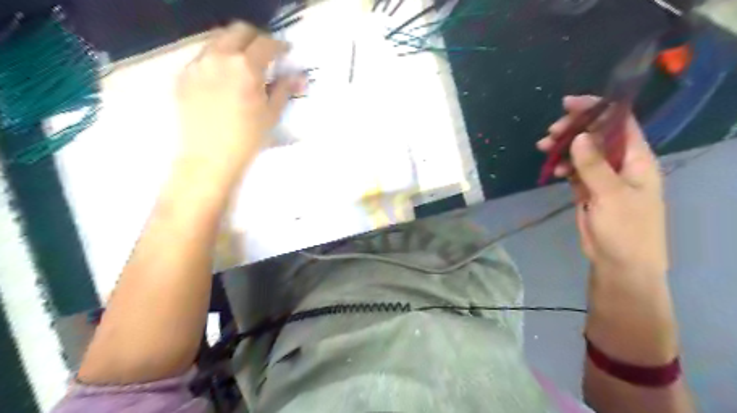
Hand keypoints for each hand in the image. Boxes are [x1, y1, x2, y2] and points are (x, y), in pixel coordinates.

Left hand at [176, 23, 302, 177]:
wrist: (209, 158)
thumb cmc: (248, 139)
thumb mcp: (272, 115)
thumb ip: (284, 90)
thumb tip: (298, 76)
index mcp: (246, 66)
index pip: (266, 43)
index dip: (279, 46)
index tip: (286, 52)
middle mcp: (219, 57)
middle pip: (238, 31)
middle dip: (255, 38)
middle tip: (264, 54)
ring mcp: (197, 64)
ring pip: (217, 41)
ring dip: (234, 46)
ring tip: (242, 67)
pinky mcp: (182, 76)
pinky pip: (202, 58)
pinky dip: (216, 61)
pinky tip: (222, 81)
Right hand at [537, 94, 668, 279]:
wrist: (620, 263)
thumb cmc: (625, 229)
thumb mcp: (611, 195)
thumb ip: (594, 165)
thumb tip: (580, 136)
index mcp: (637, 159)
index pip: (620, 123)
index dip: (597, 109)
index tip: (569, 104)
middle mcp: (622, 163)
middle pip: (597, 136)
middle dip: (573, 130)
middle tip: (550, 133)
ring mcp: (605, 177)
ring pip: (583, 153)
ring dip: (564, 148)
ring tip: (543, 148)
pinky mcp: (590, 190)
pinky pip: (576, 170)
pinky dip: (564, 167)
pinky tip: (554, 170)